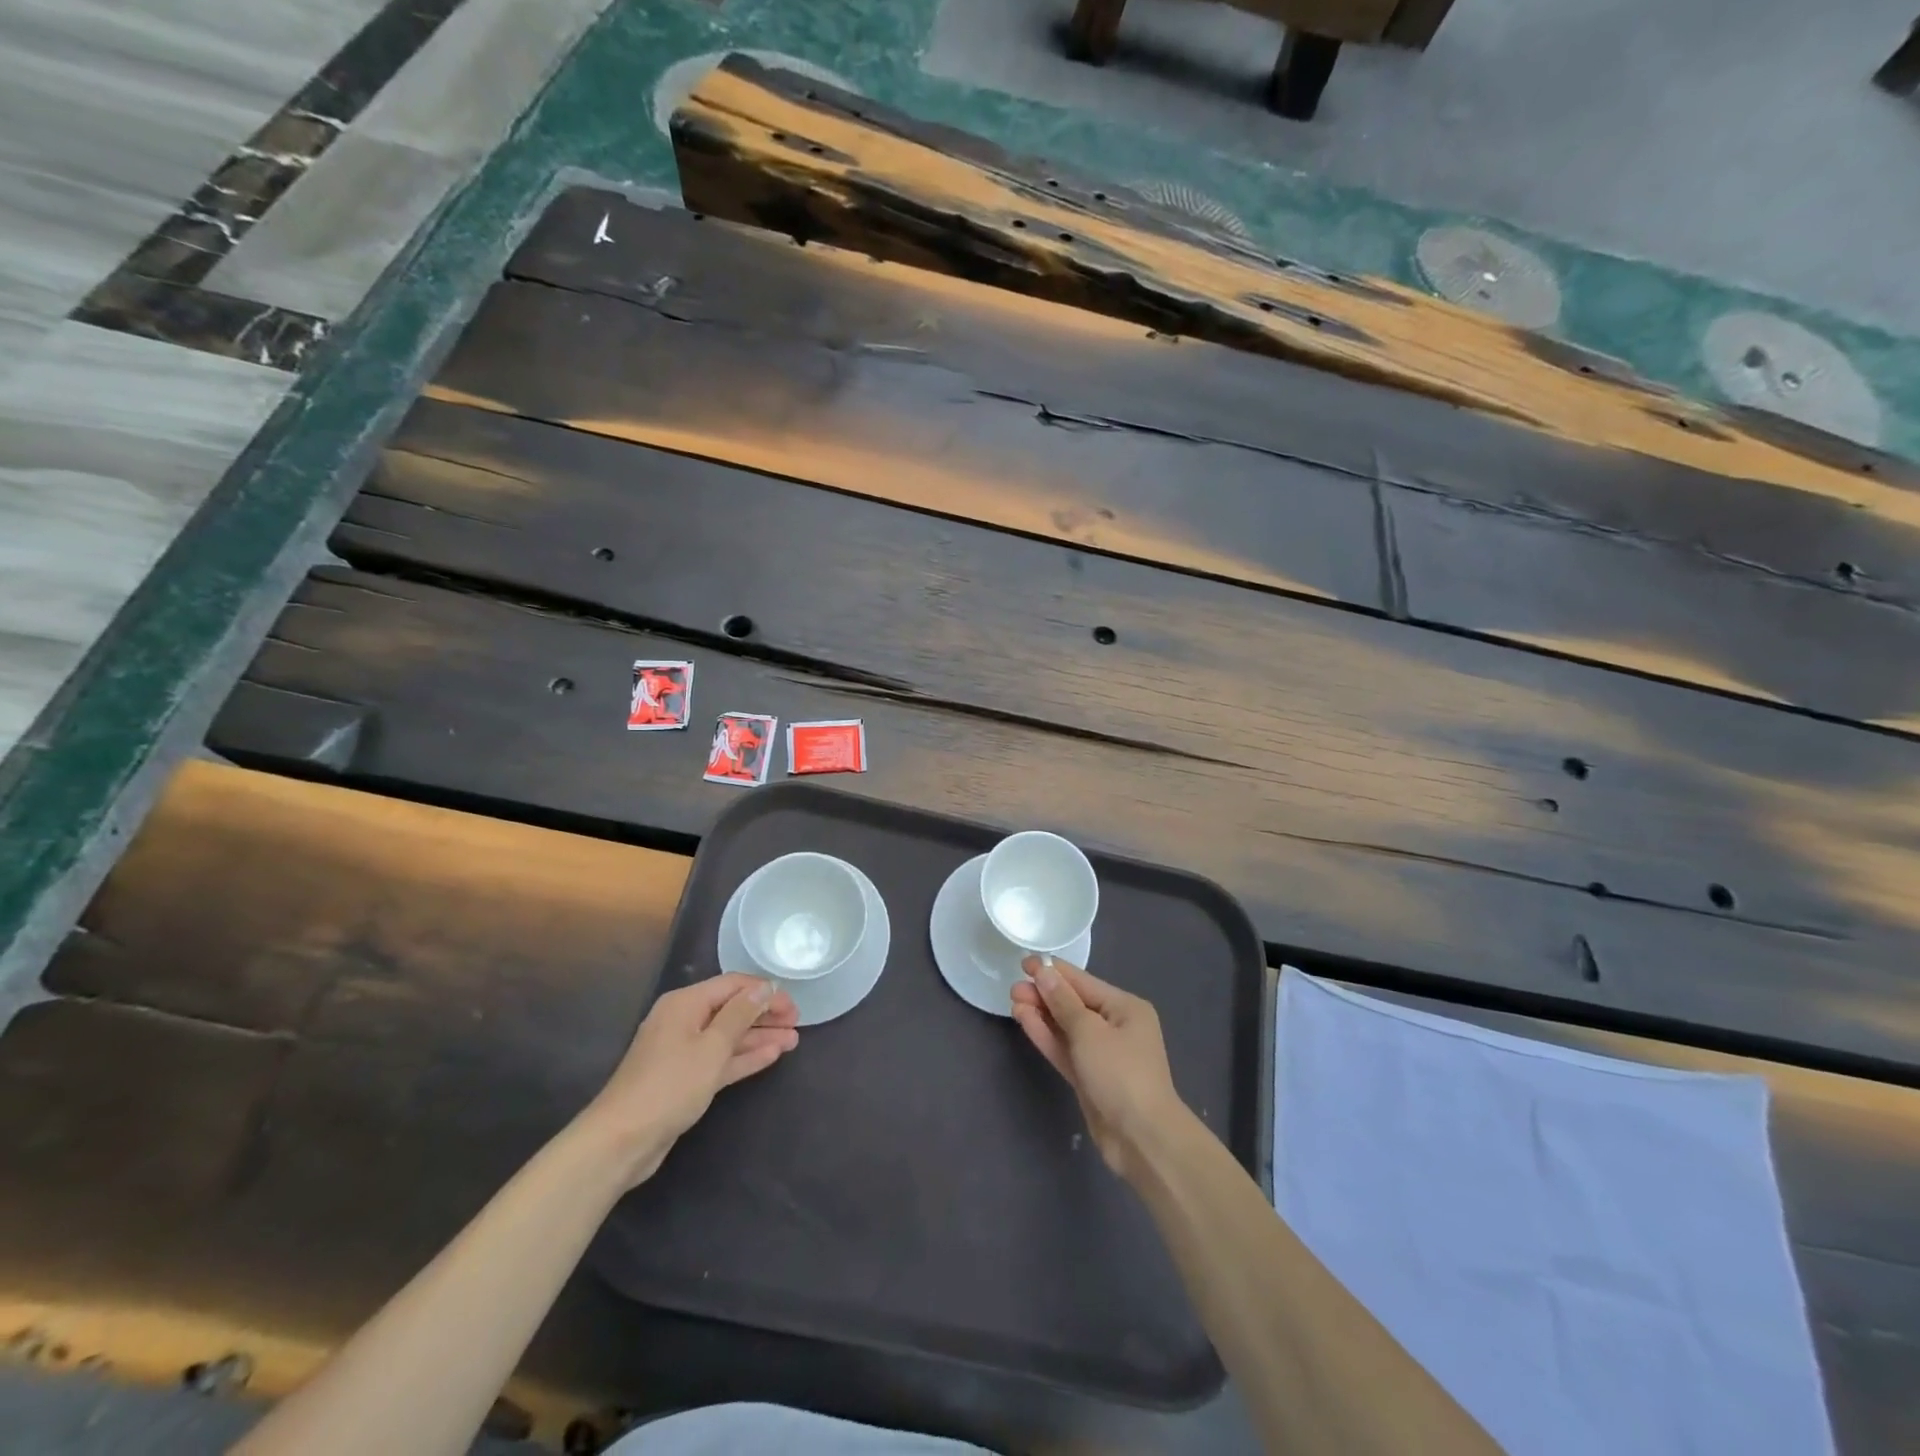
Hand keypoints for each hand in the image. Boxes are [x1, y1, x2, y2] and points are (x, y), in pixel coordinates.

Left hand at [577, 973, 798, 1186]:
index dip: (765, 992)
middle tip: (797, 1023)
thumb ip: (740, 1014)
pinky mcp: (685, 1079)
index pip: (733, 985)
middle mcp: (684, 1021)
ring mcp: (683, 1051)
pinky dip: (744, 1057)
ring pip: (729, 1037)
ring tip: (793, 1040)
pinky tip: (771, 1055)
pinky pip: (721, 1059)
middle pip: (732, 1010)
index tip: (794, 1005)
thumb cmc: (669, 1085)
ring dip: (759, 1037)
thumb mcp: (711, 1047)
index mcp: (685, 1003)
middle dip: (765, 1015)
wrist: (621, 1141)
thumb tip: (764, 988)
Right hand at [1010, 956, 1184, 1181]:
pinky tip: (1025, 1021)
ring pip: (1067, 1027)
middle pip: (1074, 1003)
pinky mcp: (1090, 1077)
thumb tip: (1044, 972)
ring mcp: (1102, 1054)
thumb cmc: (1120, 1074)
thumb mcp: (1089, 1031)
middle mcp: (1116, 1026)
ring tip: (1014, 1001)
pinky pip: (1065, 1049)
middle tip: (1013, 988)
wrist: (1142, 1139)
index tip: (1023, 963)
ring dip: (1041, 1014)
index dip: (1053, 971)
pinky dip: (1047, 1036)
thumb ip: (1063, 1001)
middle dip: (1044, 994)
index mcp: (1125, 1008)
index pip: (1083, 982)